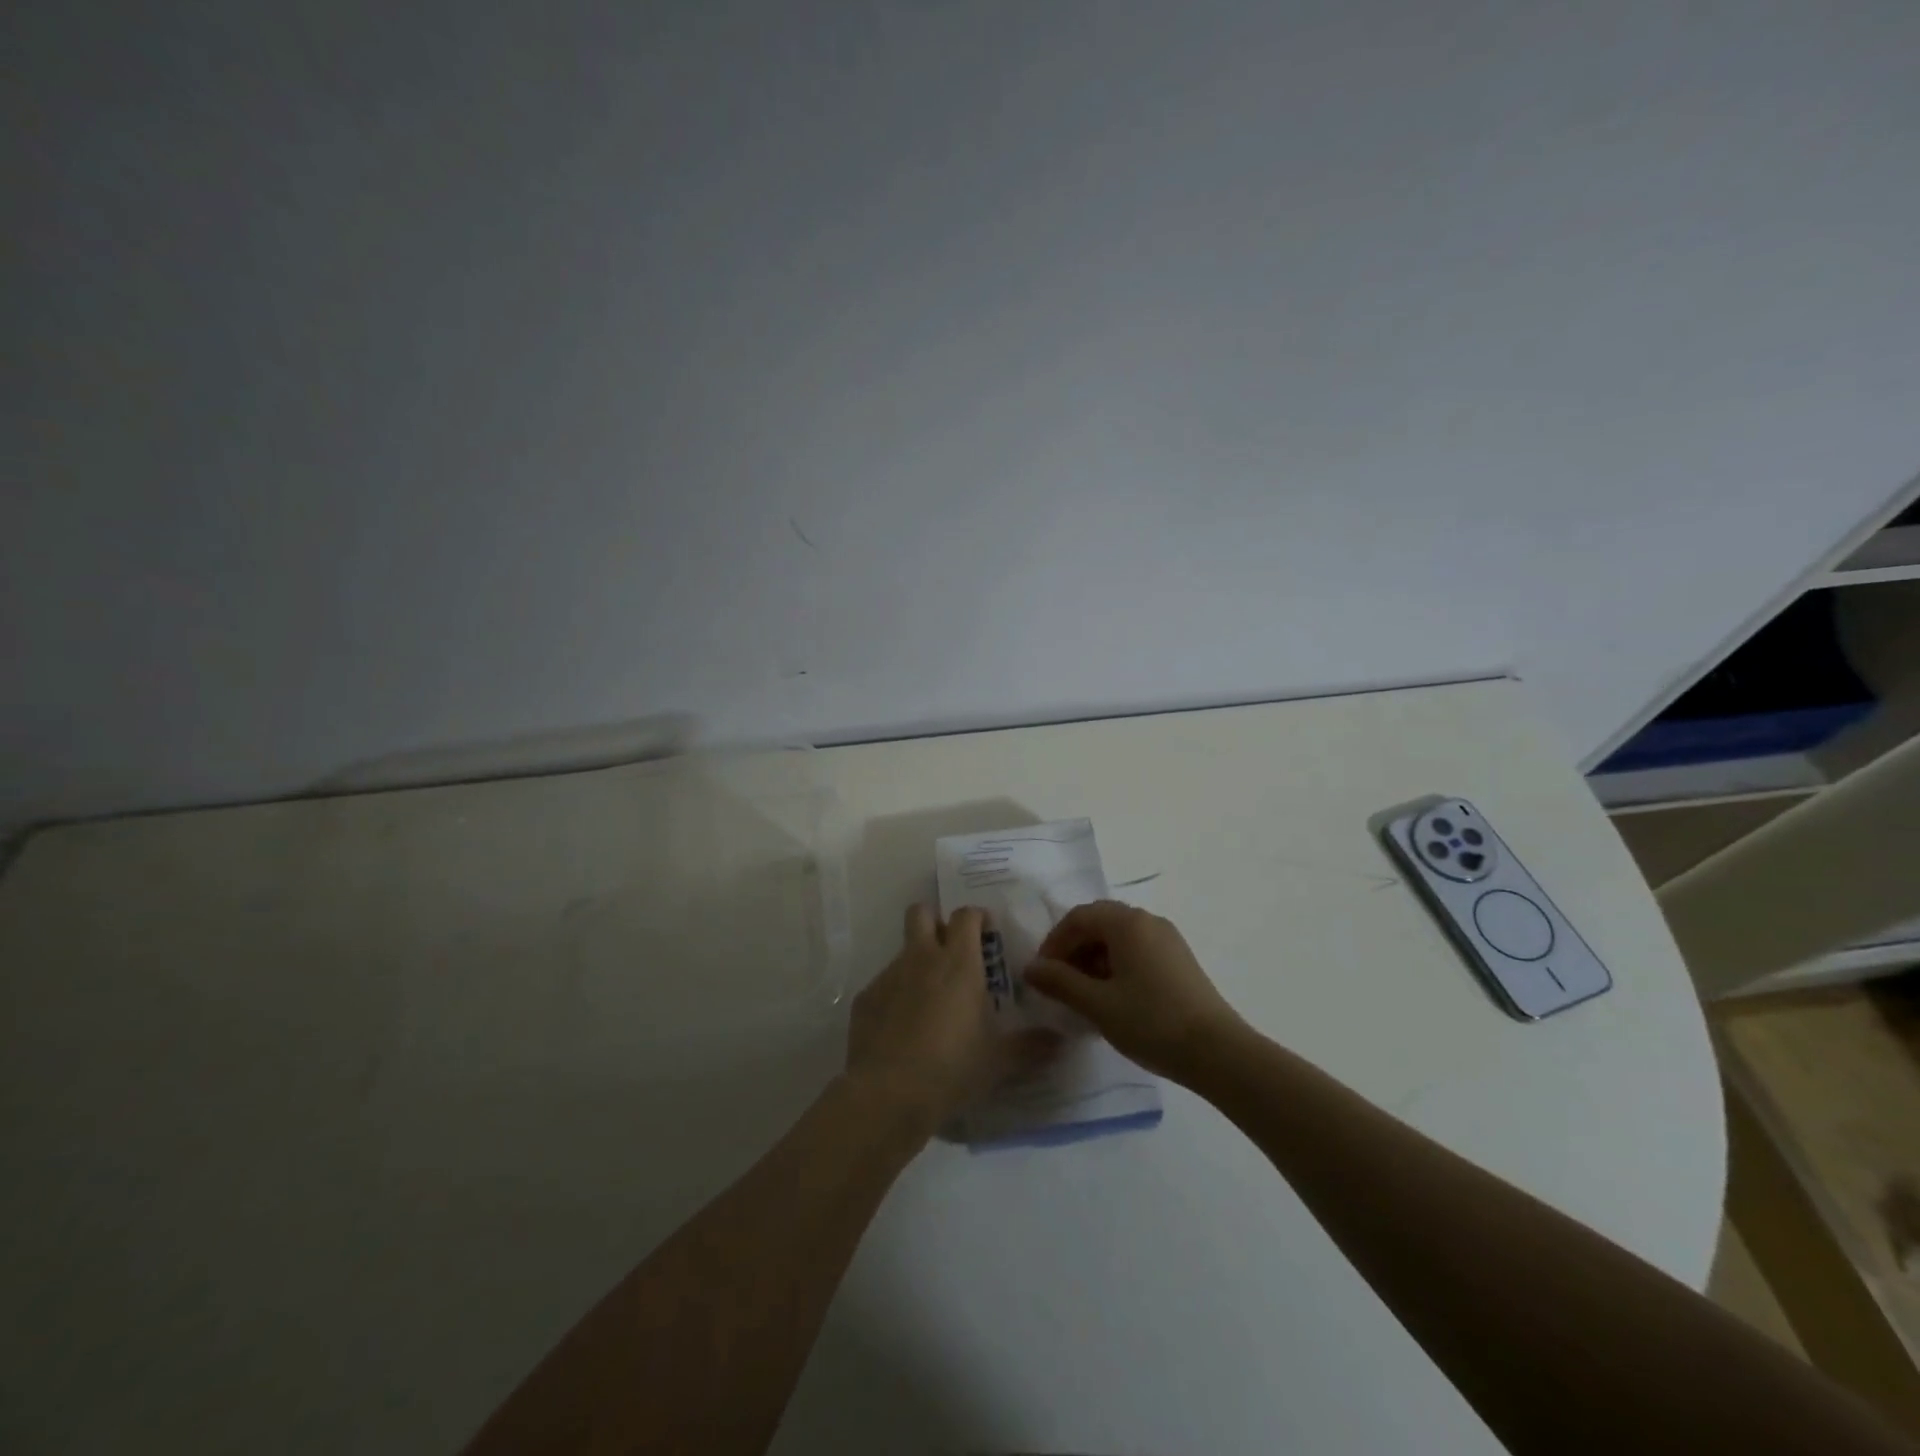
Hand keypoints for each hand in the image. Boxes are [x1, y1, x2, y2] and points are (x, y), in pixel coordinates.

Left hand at [844, 904, 1043, 1135]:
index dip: (976, 917)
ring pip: (902, 952)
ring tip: (929, 1002)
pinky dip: (895, 997)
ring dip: (916, 964)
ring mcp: (888, 976)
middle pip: (920, 913)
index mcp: (958, 962)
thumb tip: (1060, 1042)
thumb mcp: (998, 1061)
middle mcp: (921, 958)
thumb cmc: (951, 1068)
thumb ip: (1030, 1047)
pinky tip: (902, 1030)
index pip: (966, 915)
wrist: (887, 1094)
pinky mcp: (865, 999)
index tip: (986, 932)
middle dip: (934, 921)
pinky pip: (883, 986)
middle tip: (950, 950)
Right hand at [1024, 901, 1247, 1084]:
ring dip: (1094, 959)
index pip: (1079, 917)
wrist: (1218, 1052)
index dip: (1054, 942)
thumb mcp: (1097, 1004)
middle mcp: (1148, 921)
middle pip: (1099, 923)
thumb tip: (1031, 968)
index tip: (1042, 974)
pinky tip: (1113, 998)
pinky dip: (1116, 966)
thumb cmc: (1151, 1022)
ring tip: (1084, 995)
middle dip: (1074, 949)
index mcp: (1127, 923)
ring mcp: (1168, 939)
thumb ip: (1060, 982)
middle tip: (1059, 983)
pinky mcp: (1179, 960)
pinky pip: (1137, 951)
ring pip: (1119, 938)